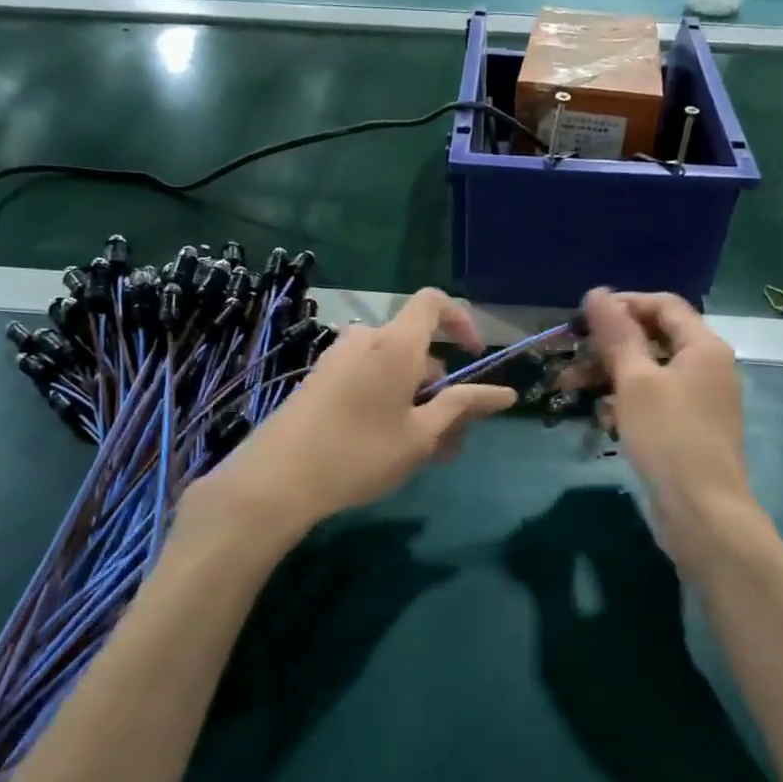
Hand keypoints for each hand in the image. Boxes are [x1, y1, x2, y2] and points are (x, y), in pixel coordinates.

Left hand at [183, 289, 515, 548]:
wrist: (276, 479)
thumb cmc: (360, 453)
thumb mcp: (421, 435)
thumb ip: (463, 407)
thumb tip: (507, 394)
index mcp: (395, 343)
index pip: (434, 302)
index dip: (461, 321)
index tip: (475, 356)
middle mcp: (366, 339)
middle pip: (417, 348)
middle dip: (442, 388)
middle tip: (453, 440)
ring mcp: (338, 358)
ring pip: (394, 370)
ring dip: (418, 403)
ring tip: (425, 454)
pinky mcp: (321, 379)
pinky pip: (368, 378)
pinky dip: (389, 402)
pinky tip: (390, 447)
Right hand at [580, 288, 757, 566]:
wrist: (702, 513)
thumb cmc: (668, 437)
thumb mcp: (635, 380)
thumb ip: (616, 334)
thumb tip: (597, 292)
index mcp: (704, 346)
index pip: (662, 305)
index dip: (623, 304)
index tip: (582, 318)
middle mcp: (707, 366)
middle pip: (653, 338)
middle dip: (608, 345)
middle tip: (569, 356)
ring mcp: (700, 400)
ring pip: (649, 372)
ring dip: (610, 375)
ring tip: (570, 388)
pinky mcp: (688, 428)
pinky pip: (654, 401)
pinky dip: (626, 402)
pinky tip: (602, 419)